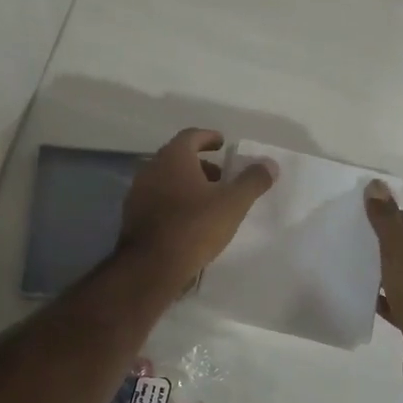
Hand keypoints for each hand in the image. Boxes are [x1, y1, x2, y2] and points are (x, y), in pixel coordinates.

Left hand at [120, 129, 276, 287]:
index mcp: (173, 157)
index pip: (191, 136)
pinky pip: (158, 199)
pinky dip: (174, 201)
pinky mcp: (132, 216)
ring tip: (208, 201)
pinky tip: (188, 220)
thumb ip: (252, 181)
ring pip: (166, 179)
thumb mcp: (232, 203)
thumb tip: (270, 164)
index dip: (209, 137)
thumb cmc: (194, 226)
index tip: (222, 144)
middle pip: (178, 157)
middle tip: (221, 176)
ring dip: (187, 183)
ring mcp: (138, 192)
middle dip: (201, 164)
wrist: (150, 266)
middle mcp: (152, 168)